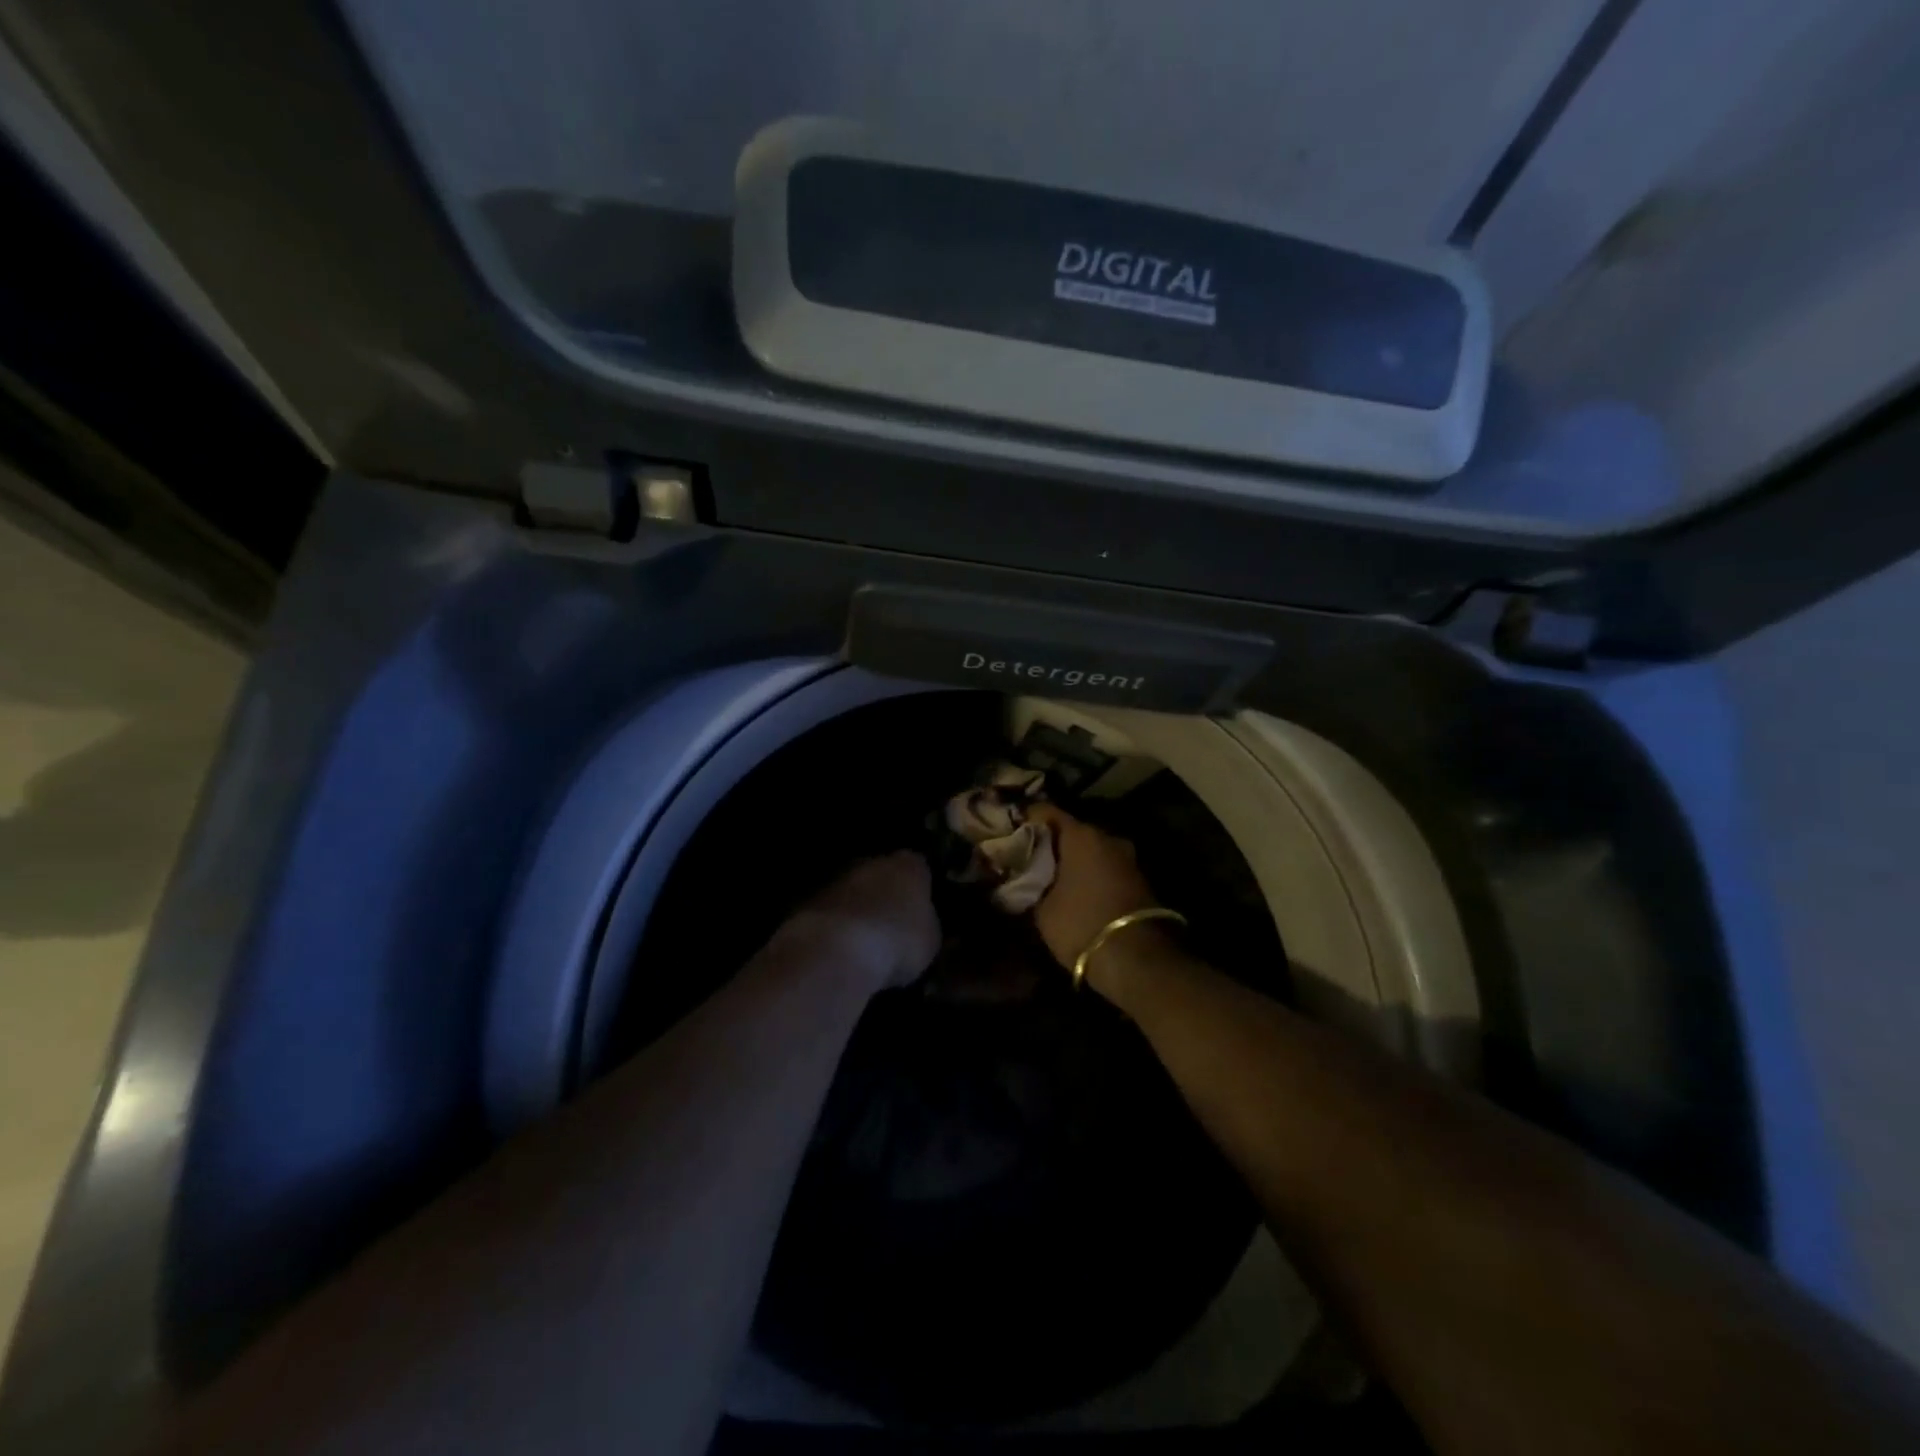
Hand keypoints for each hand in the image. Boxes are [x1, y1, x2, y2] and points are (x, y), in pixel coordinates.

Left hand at [783, 851, 941, 993]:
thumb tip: (922, 925)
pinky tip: (839, 949)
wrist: (836, 950)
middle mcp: (872, 862)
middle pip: (882, 875)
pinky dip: (835, 925)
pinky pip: (831, 912)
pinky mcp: (808, 900)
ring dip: (858, 910)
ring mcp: (837, 879)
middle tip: (892, 924)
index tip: (921, 909)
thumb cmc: (897, 940)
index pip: (919, 868)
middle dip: (886, 895)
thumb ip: (927, 925)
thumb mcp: (930, 940)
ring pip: (853, 892)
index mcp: (908, 865)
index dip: (920, 889)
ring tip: (864, 942)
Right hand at [1025, 805, 1159, 969]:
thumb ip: (1031, 885)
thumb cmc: (1081, 924)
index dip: (1026, 818)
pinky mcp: (1139, 880)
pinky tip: (1073, 889)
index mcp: (1081, 835)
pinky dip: (1089, 873)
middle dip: (1050, 842)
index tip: (1009, 829)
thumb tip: (1024, 879)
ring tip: (1048, 875)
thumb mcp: (1042, 909)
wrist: (1136, 960)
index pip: (1046, 812)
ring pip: (1091, 850)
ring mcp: (1127, 858)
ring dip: (1072, 860)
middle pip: (1071, 830)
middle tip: (1027, 856)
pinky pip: (1105, 867)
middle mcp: (1108, 838)